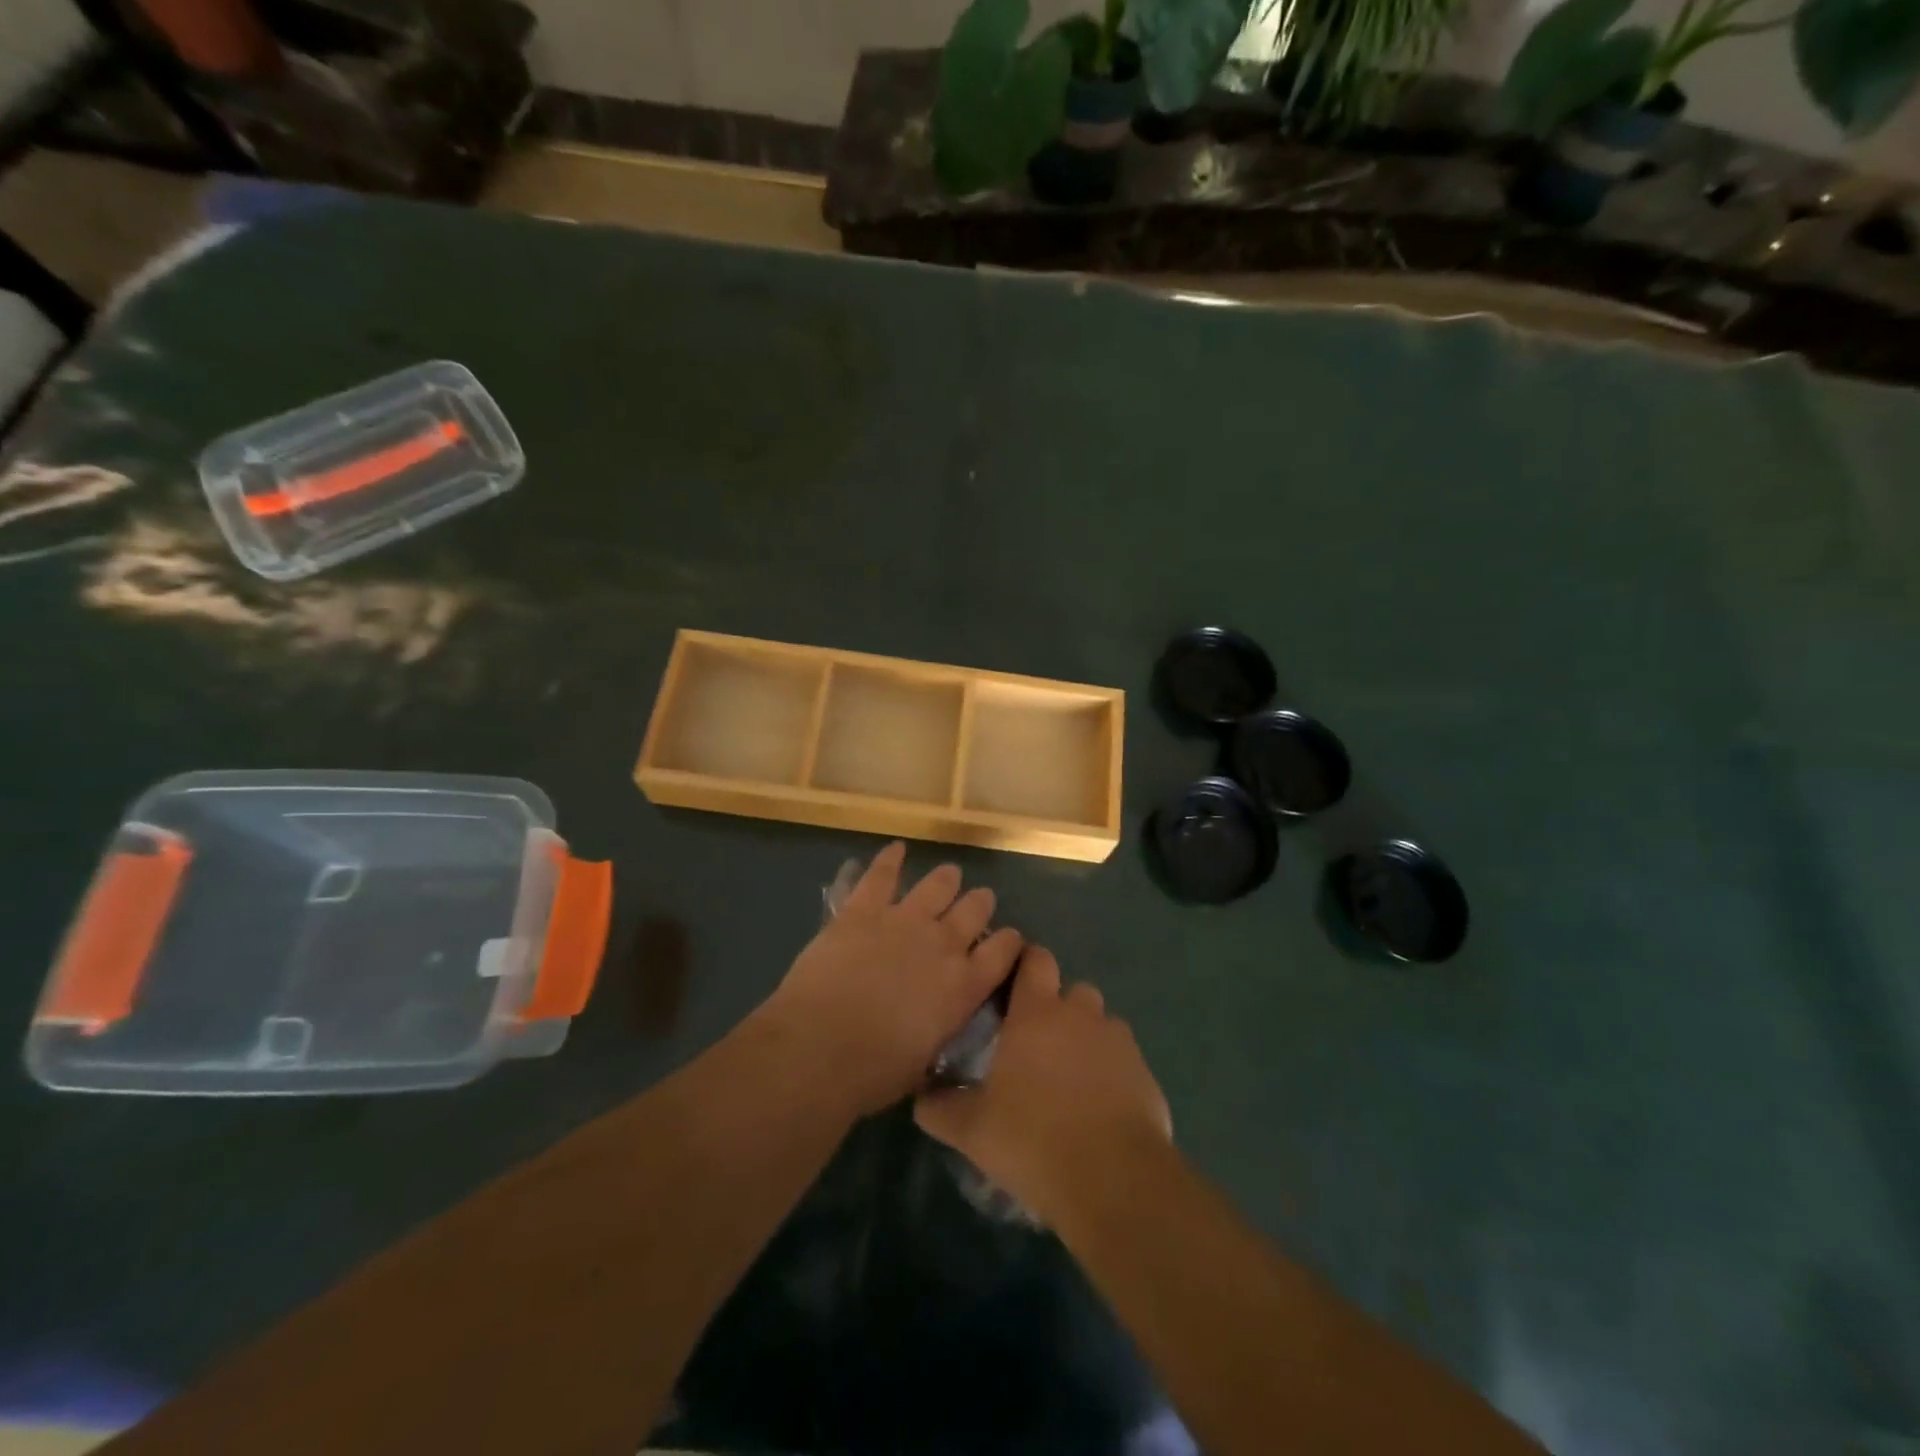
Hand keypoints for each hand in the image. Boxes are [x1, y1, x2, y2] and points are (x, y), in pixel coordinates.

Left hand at [760, 842, 1022, 1116]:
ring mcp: (904, 919)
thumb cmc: (874, 1071)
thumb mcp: (925, 1060)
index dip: (1009, 942)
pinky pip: (881, 874)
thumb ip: (939, 1028)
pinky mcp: (864, 909)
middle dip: (980, 903)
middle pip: (974, 910)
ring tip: (949, 874)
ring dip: (946, 879)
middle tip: (979, 900)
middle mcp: (943, 944)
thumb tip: (938, 1020)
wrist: (821, 1046)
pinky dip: (890, 859)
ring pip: (937, 886)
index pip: (1002, 952)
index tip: (1010, 938)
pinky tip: (896, 849)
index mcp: (963, 986)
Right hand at [914, 945, 1170, 1227]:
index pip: (1036, 960)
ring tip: (1072, 1080)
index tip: (1014, 984)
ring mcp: (1118, 1043)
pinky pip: (1124, 1062)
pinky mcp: (1146, 1075)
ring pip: (1102, 1026)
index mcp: (1037, 1013)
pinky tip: (1100, 1110)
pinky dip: (1113, 1074)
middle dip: (1059, 1009)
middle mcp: (1081, 1015)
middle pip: (1073, 992)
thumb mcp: (972, 1129)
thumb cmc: (1032, 1138)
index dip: (1027, 964)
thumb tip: (921, 1099)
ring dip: (1088, 1041)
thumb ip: (941, 1108)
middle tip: (1039, 1045)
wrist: (1112, 1178)